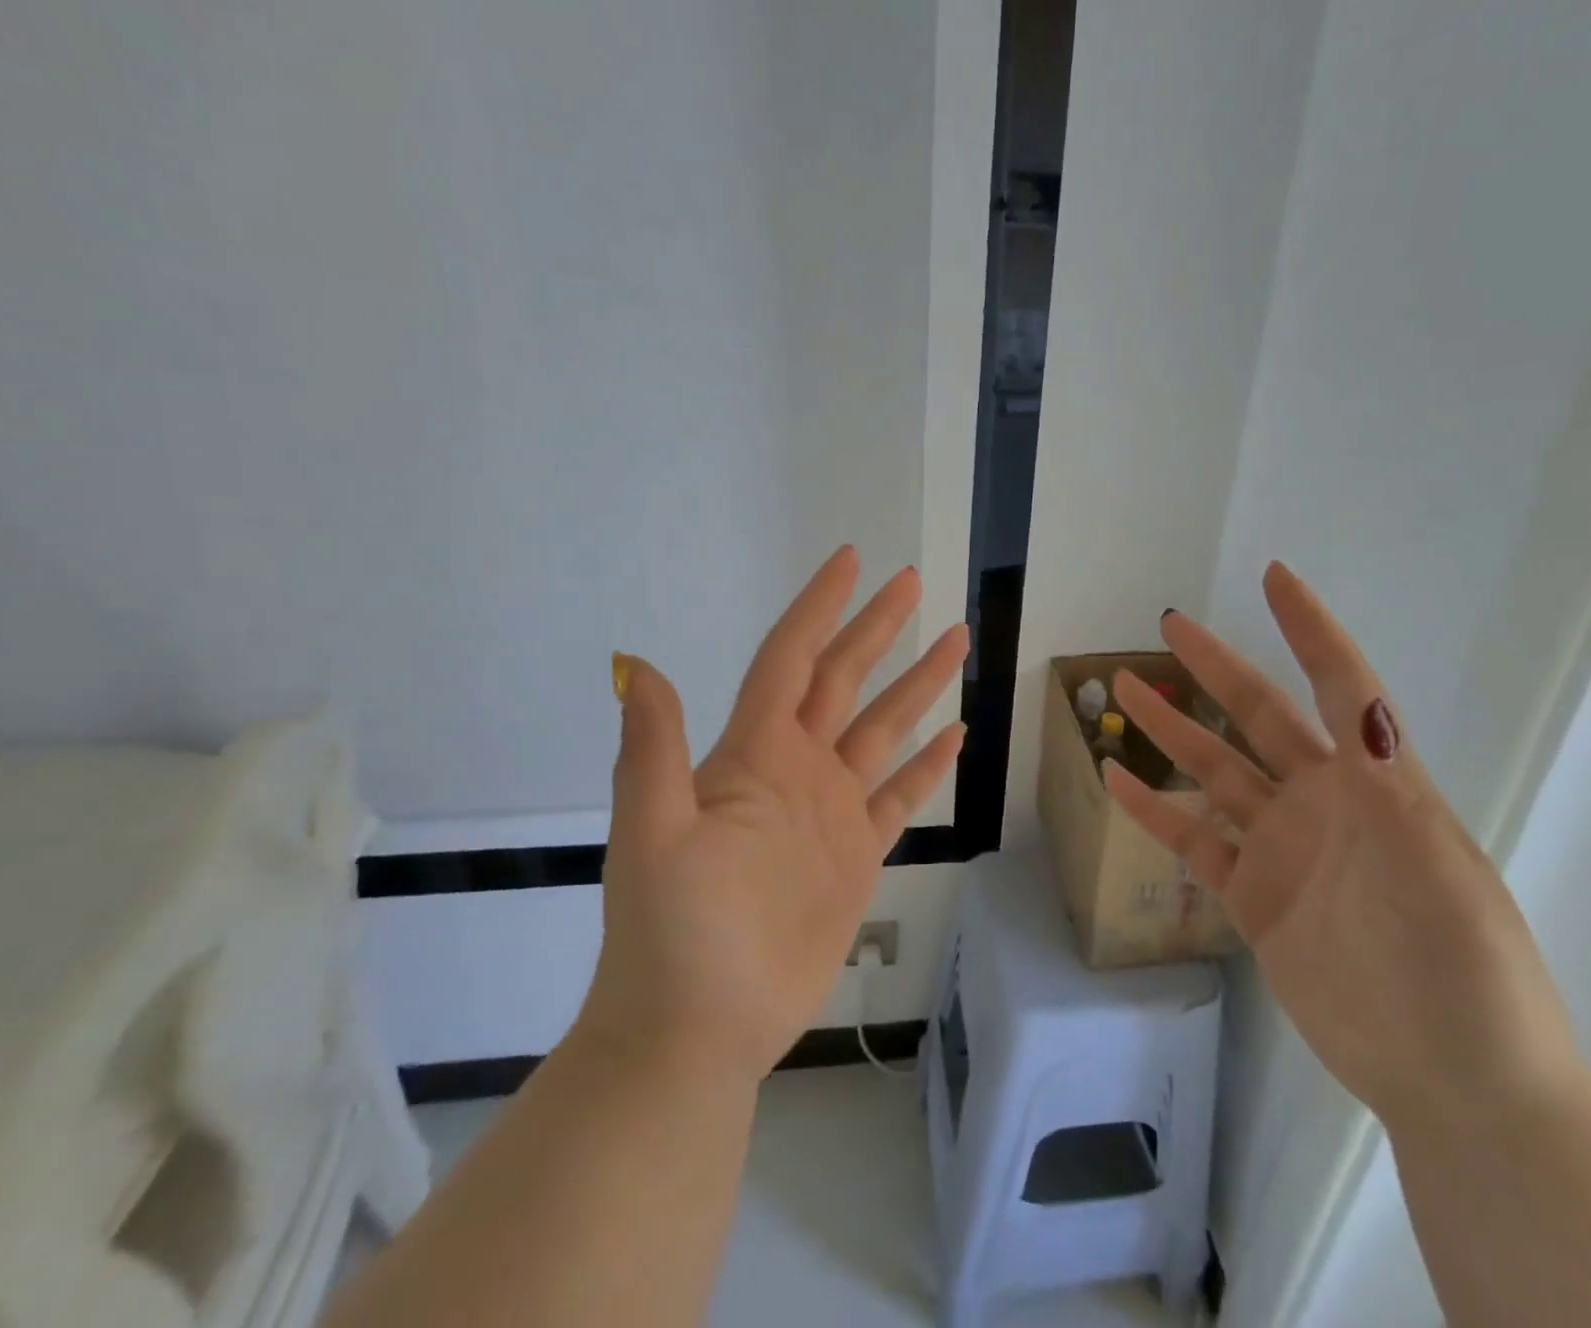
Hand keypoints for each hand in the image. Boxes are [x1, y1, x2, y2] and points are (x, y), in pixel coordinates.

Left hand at [577, 547, 968, 1084]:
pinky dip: (926, 764)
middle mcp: (796, 767)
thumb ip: (653, 751)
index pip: (792, 658)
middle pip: (844, 678)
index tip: (852, 561)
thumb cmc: (674, 933)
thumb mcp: (654, 837)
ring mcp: (829, 810)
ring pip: (881, 728)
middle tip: (912, 583)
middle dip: (878, 628)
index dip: (820, 607)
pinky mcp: (856, 853)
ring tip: (954, 641)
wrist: (700, 1028)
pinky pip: (899, 795)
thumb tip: (636, 664)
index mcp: (753, 753)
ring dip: (916, 685)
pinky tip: (954, 736)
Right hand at [1105, 562, 1578, 1127]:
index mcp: (1374, 785)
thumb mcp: (1438, 871)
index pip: (1340, 688)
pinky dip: (1153, 810)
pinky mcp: (1252, 895)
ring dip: (1170, 730)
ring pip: (1213, 771)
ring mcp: (1282, 848)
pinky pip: (1192, 839)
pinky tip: (1115, 781)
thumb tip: (1363, 707)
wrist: (1454, 1082)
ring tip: (1123, 690)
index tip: (1275, 579)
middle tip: (1170, 626)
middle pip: (1257, 717)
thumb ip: (1391, 789)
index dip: (1309, 632)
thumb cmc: (1465, 971)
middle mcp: (1322, 803)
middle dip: (1216, 668)